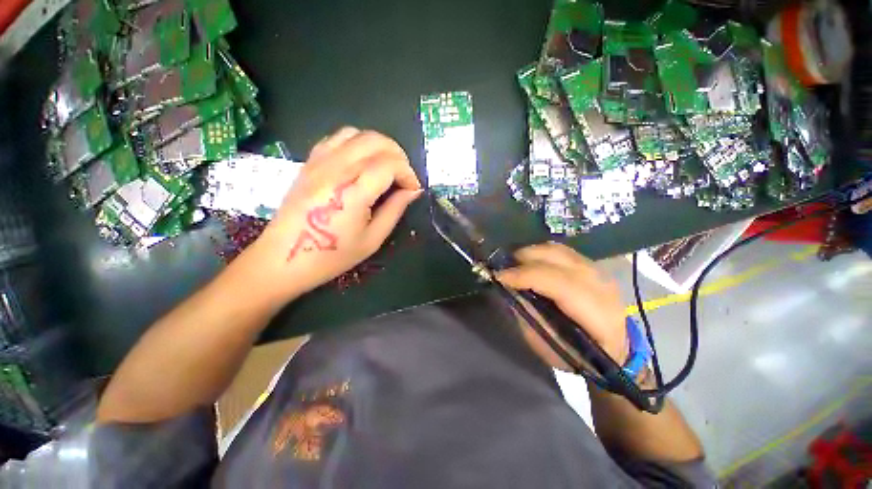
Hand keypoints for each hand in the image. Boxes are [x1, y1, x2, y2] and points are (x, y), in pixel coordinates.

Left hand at [244, 127, 421, 299]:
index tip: (413, 190)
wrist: (284, 258)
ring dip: (380, 146)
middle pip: (376, 141)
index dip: (408, 174)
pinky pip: (338, 138)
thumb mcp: (372, 239)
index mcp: (352, 192)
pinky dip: (358, 143)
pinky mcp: (310, 162)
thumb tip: (413, 191)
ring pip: (358, 133)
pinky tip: (363, 162)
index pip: (390, 164)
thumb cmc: (331, 256)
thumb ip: (395, 210)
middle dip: (399, 156)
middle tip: (404, 177)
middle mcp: (335, 169)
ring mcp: (319, 162)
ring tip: (386, 167)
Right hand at [496, 242, 627, 368]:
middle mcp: (600, 286)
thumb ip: (529, 314)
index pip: (558, 283)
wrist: (615, 348)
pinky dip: (541, 253)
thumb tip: (510, 288)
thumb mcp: (548, 345)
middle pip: (558, 258)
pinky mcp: (592, 266)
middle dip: (524, 258)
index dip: (525, 276)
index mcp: (596, 314)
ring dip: (531, 253)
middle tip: (503, 267)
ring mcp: (598, 272)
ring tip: (513, 263)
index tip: (499, 277)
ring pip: (558, 250)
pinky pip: (561, 251)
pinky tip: (530, 262)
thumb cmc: (578, 355)